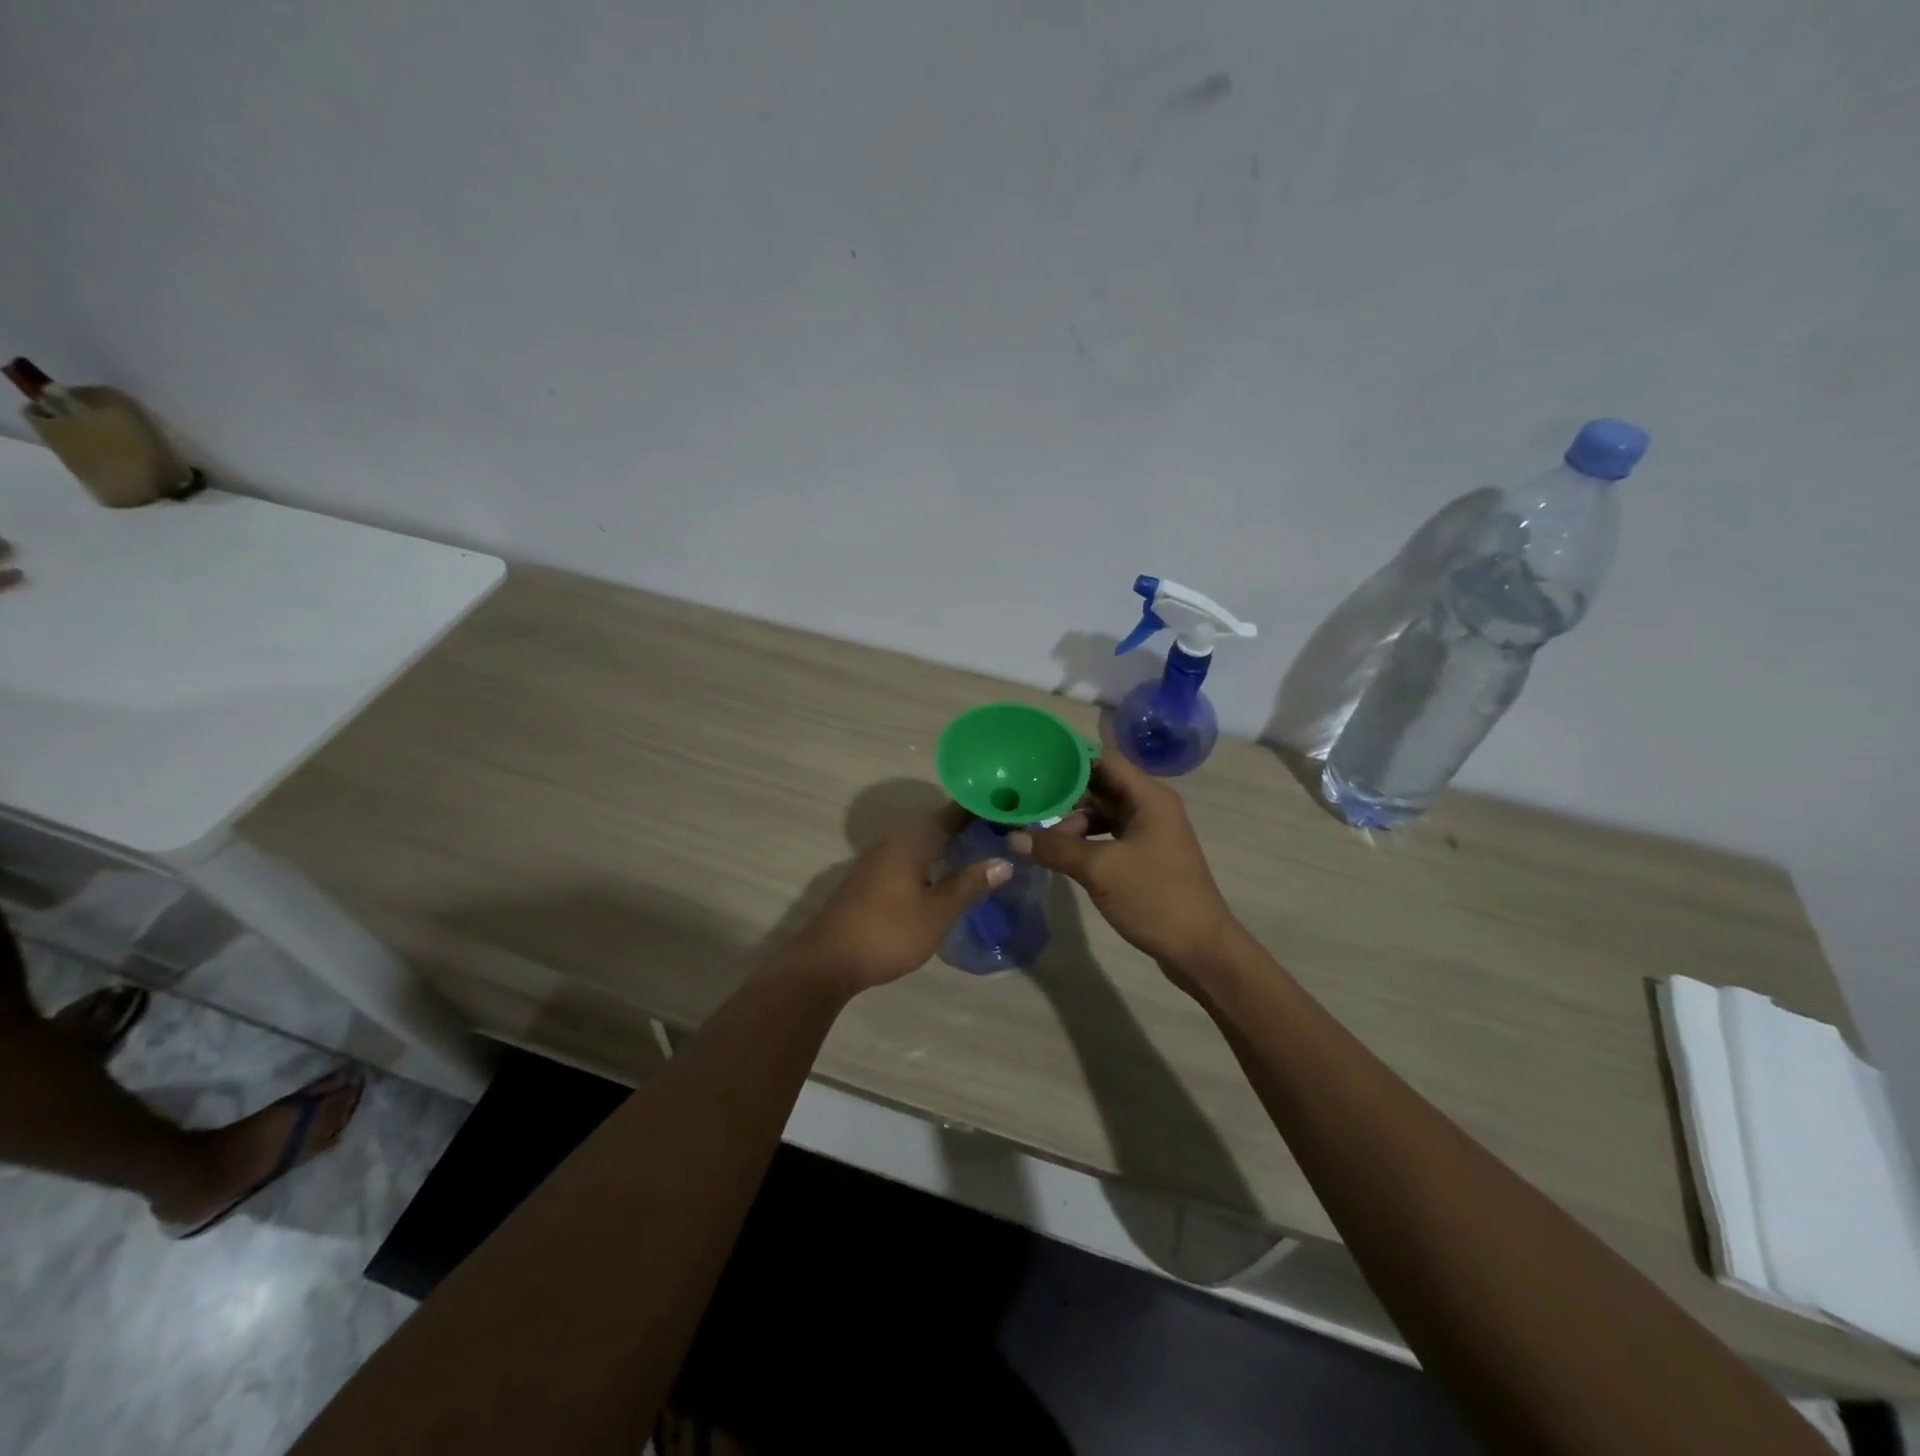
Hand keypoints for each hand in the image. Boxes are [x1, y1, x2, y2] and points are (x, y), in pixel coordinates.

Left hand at [773, 803, 1010, 998]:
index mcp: (912, 840)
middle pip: (936, 824)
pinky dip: (931, 859)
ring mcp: (878, 859)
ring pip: (921, 841)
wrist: (827, 960)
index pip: (952, 812)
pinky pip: (909, 857)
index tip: (1008, 811)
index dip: (979, 809)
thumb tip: (1004, 861)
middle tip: (1002, 834)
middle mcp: (894, 841)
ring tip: (980, 852)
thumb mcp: (937, 912)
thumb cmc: (888, 932)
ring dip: (948, 844)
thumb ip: (969, 884)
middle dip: (967, 826)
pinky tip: (944, 876)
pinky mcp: (870, 879)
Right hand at [1011, 752, 1234, 976]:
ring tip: (1037, 834)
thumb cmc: (1154, 897)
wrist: (1200, 949)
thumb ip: (1056, 848)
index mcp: (1148, 797)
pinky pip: (1108, 836)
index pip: (1104, 760)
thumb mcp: (1099, 869)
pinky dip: (1085, 841)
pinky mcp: (1144, 857)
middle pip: (1101, 786)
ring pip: (1103, 814)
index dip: (1069, 760)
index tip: (1034, 765)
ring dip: (1072, 822)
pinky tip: (1060, 853)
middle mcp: (1150, 807)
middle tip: (1025, 800)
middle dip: (1064, 794)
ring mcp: (1148, 833)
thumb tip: (1013, 836)